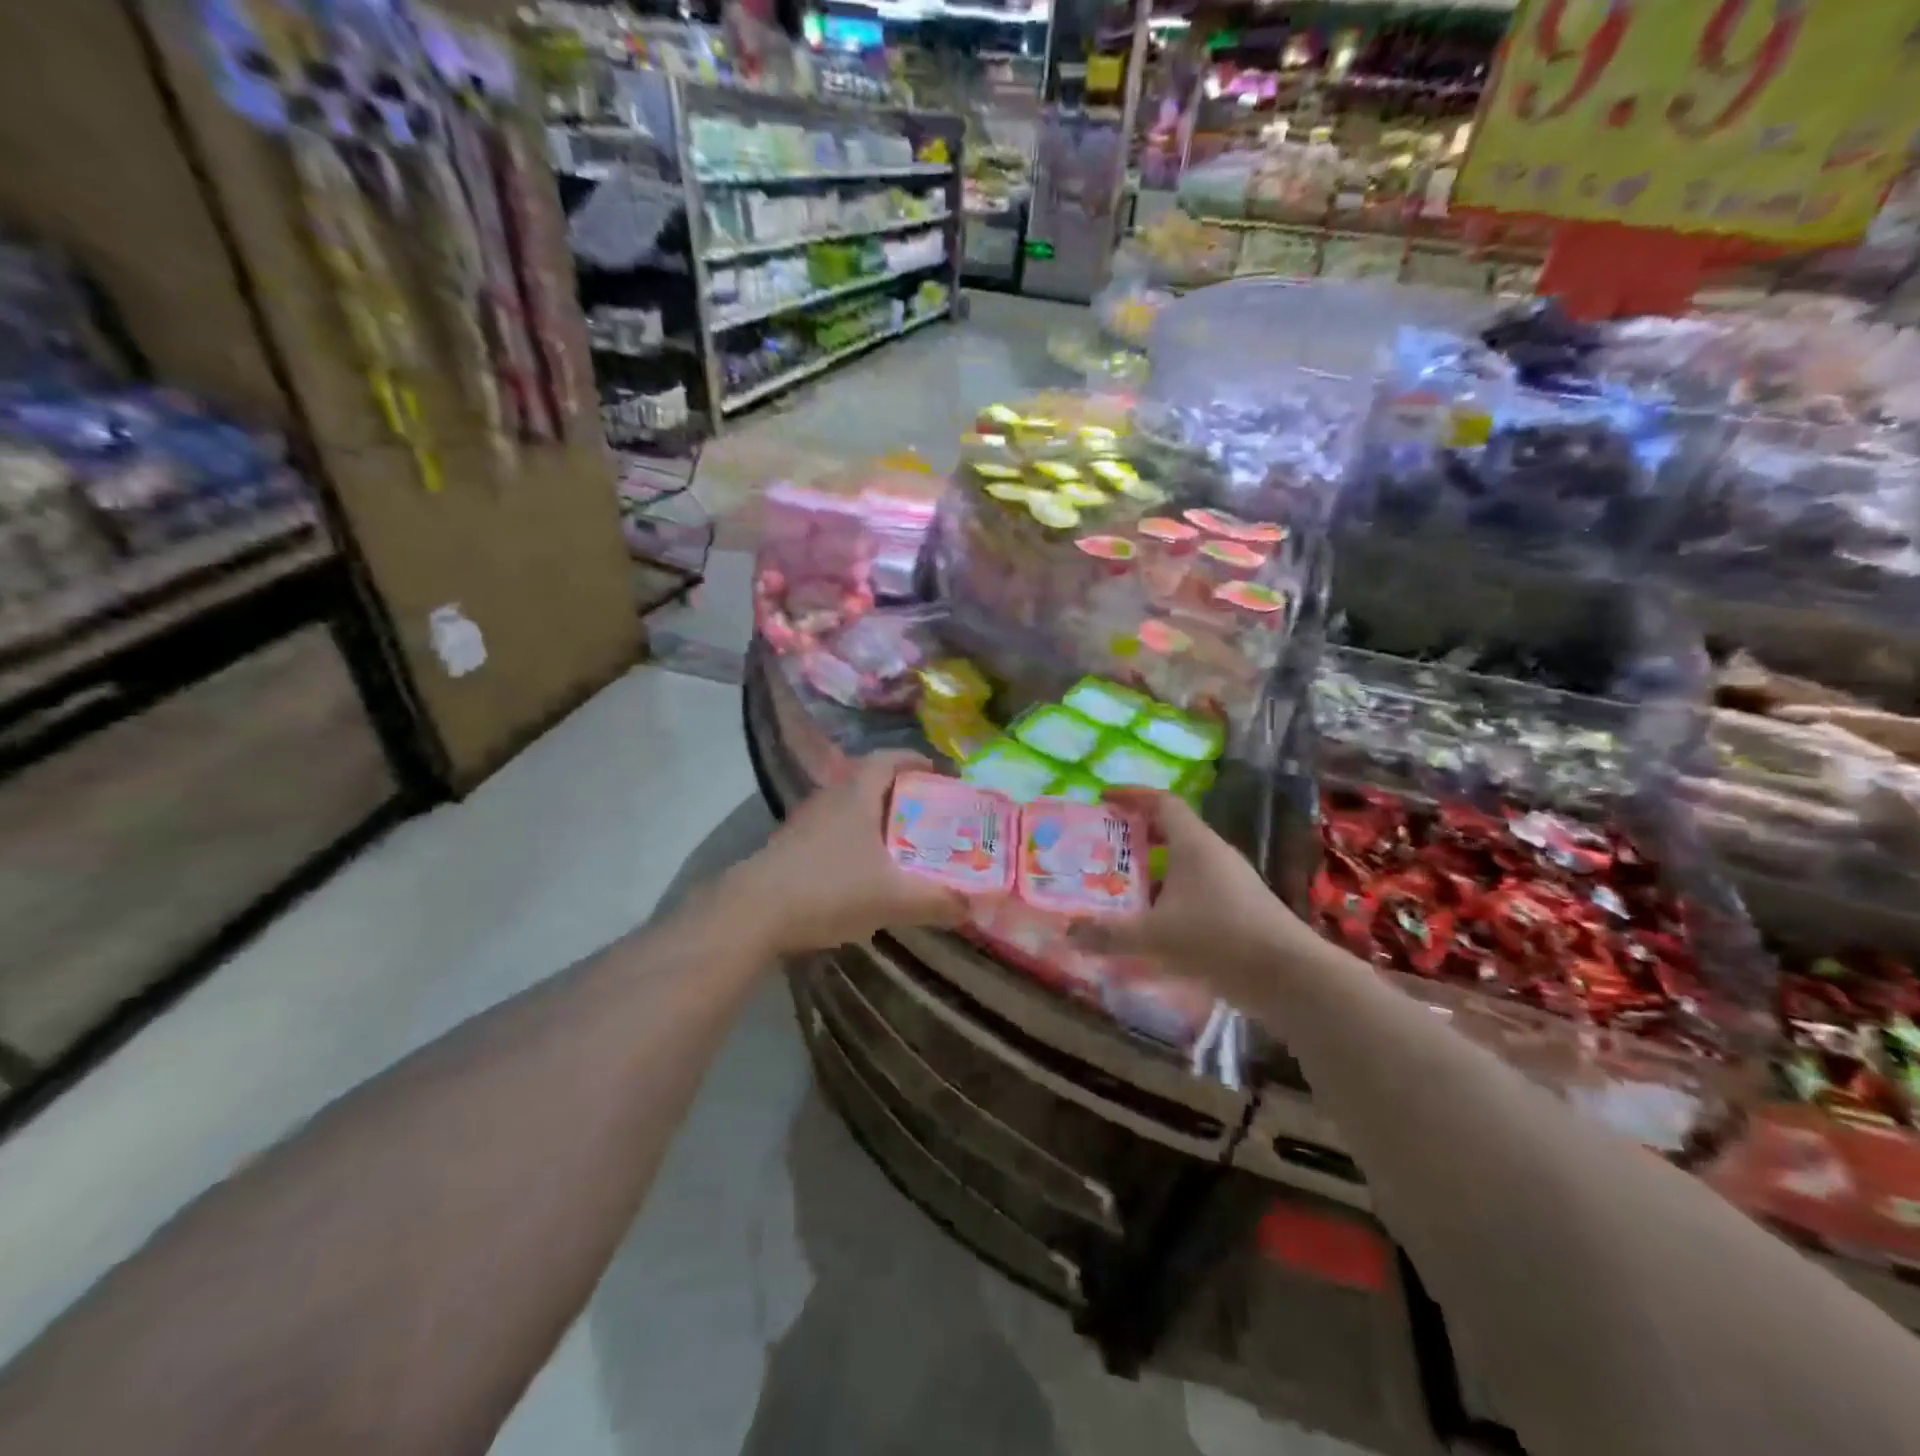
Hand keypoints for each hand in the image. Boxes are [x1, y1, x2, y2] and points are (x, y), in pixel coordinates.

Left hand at [730, 751, 968, 955]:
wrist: (754, 913)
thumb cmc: (830, 888)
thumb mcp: (893, 897)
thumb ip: (937, 901)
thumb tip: (972, 905)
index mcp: (857, 794)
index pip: (889, 759)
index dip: (916, 761)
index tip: (940, 773)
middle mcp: (830, 798)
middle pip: (870, 783)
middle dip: (902, 795)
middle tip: (930, 815)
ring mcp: (805, 822)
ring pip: (850, 810)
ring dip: (876, 821)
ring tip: (903, 845)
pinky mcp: (790, 848)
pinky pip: (833, 833)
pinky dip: (855, 843)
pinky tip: (865, 873)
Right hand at [1070, 789, 1308, 1006]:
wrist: (1292, 978)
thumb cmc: (1218, 939)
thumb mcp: (1154, 937)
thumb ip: (1107, 934)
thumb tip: (1067, 932)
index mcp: (1194, 844)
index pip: (1161, 802)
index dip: (1132, 796)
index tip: (1103, 799)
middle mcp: (1214, 855)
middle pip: (1171, 832)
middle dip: (1135, 837)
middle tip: (1102, 848)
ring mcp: (1232, 883)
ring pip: (1184, 865)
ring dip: (1153, 872)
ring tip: (1120, 889)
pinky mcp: (1241, 911)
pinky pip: (1197, 892)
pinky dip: (1171, 899)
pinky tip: (1153, 927)